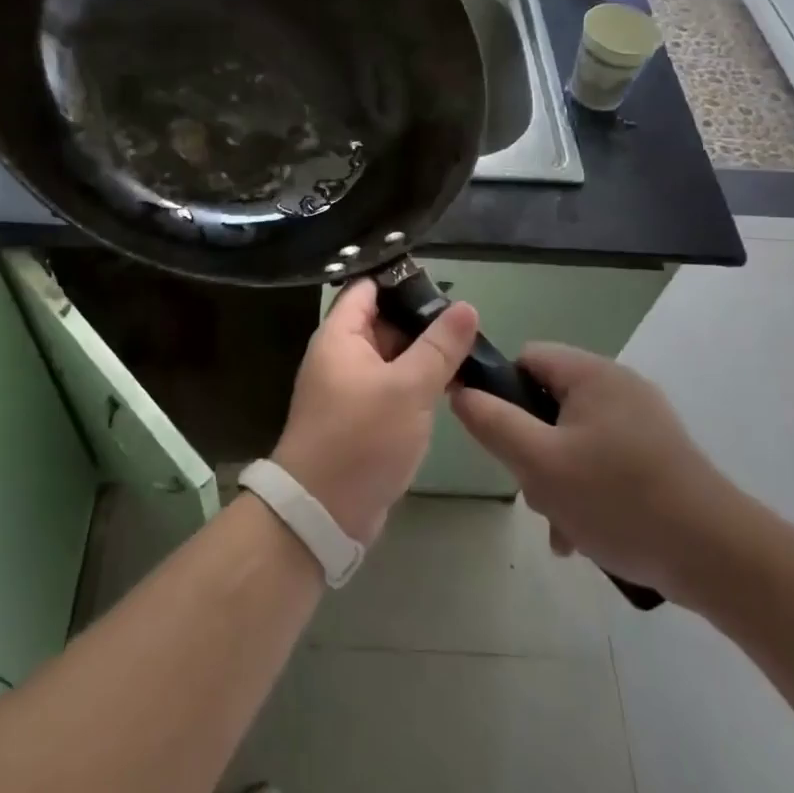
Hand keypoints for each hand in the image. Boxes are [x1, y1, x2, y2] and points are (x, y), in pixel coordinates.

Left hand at [271, 279, 477, 543]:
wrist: (323, 512)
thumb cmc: (361, 438)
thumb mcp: (408, 388)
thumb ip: (439, 346)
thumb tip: (466, 307)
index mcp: (340, 335)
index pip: (367, 288)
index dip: (401, 280)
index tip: (444, 283)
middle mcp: (341, 354)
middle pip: (382, 320)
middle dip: (421, 319)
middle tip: (467, 320)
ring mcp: (350, 387)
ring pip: (391, 355)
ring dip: (423, 353)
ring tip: (470, 348)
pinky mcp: (362, 416)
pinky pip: (392, 385)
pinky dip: (417, 381)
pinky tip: (451, 384)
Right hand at [449, 343, 737, 594]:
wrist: (719, 558)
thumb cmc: (619, 499)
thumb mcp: (540, 463)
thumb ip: (492, 422)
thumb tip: (460, 389)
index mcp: (591, 374)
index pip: (525, 359)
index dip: (501, 393)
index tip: (497, 439)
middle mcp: (618, 386)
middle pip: (548, 403)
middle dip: (531, 449)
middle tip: (533, 491)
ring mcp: (643, 422)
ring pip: (573, 438)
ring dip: (556, 478)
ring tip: (561, 526)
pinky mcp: (659, 456)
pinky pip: (603, 460)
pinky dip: (587, 490)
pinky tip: (584, 535)